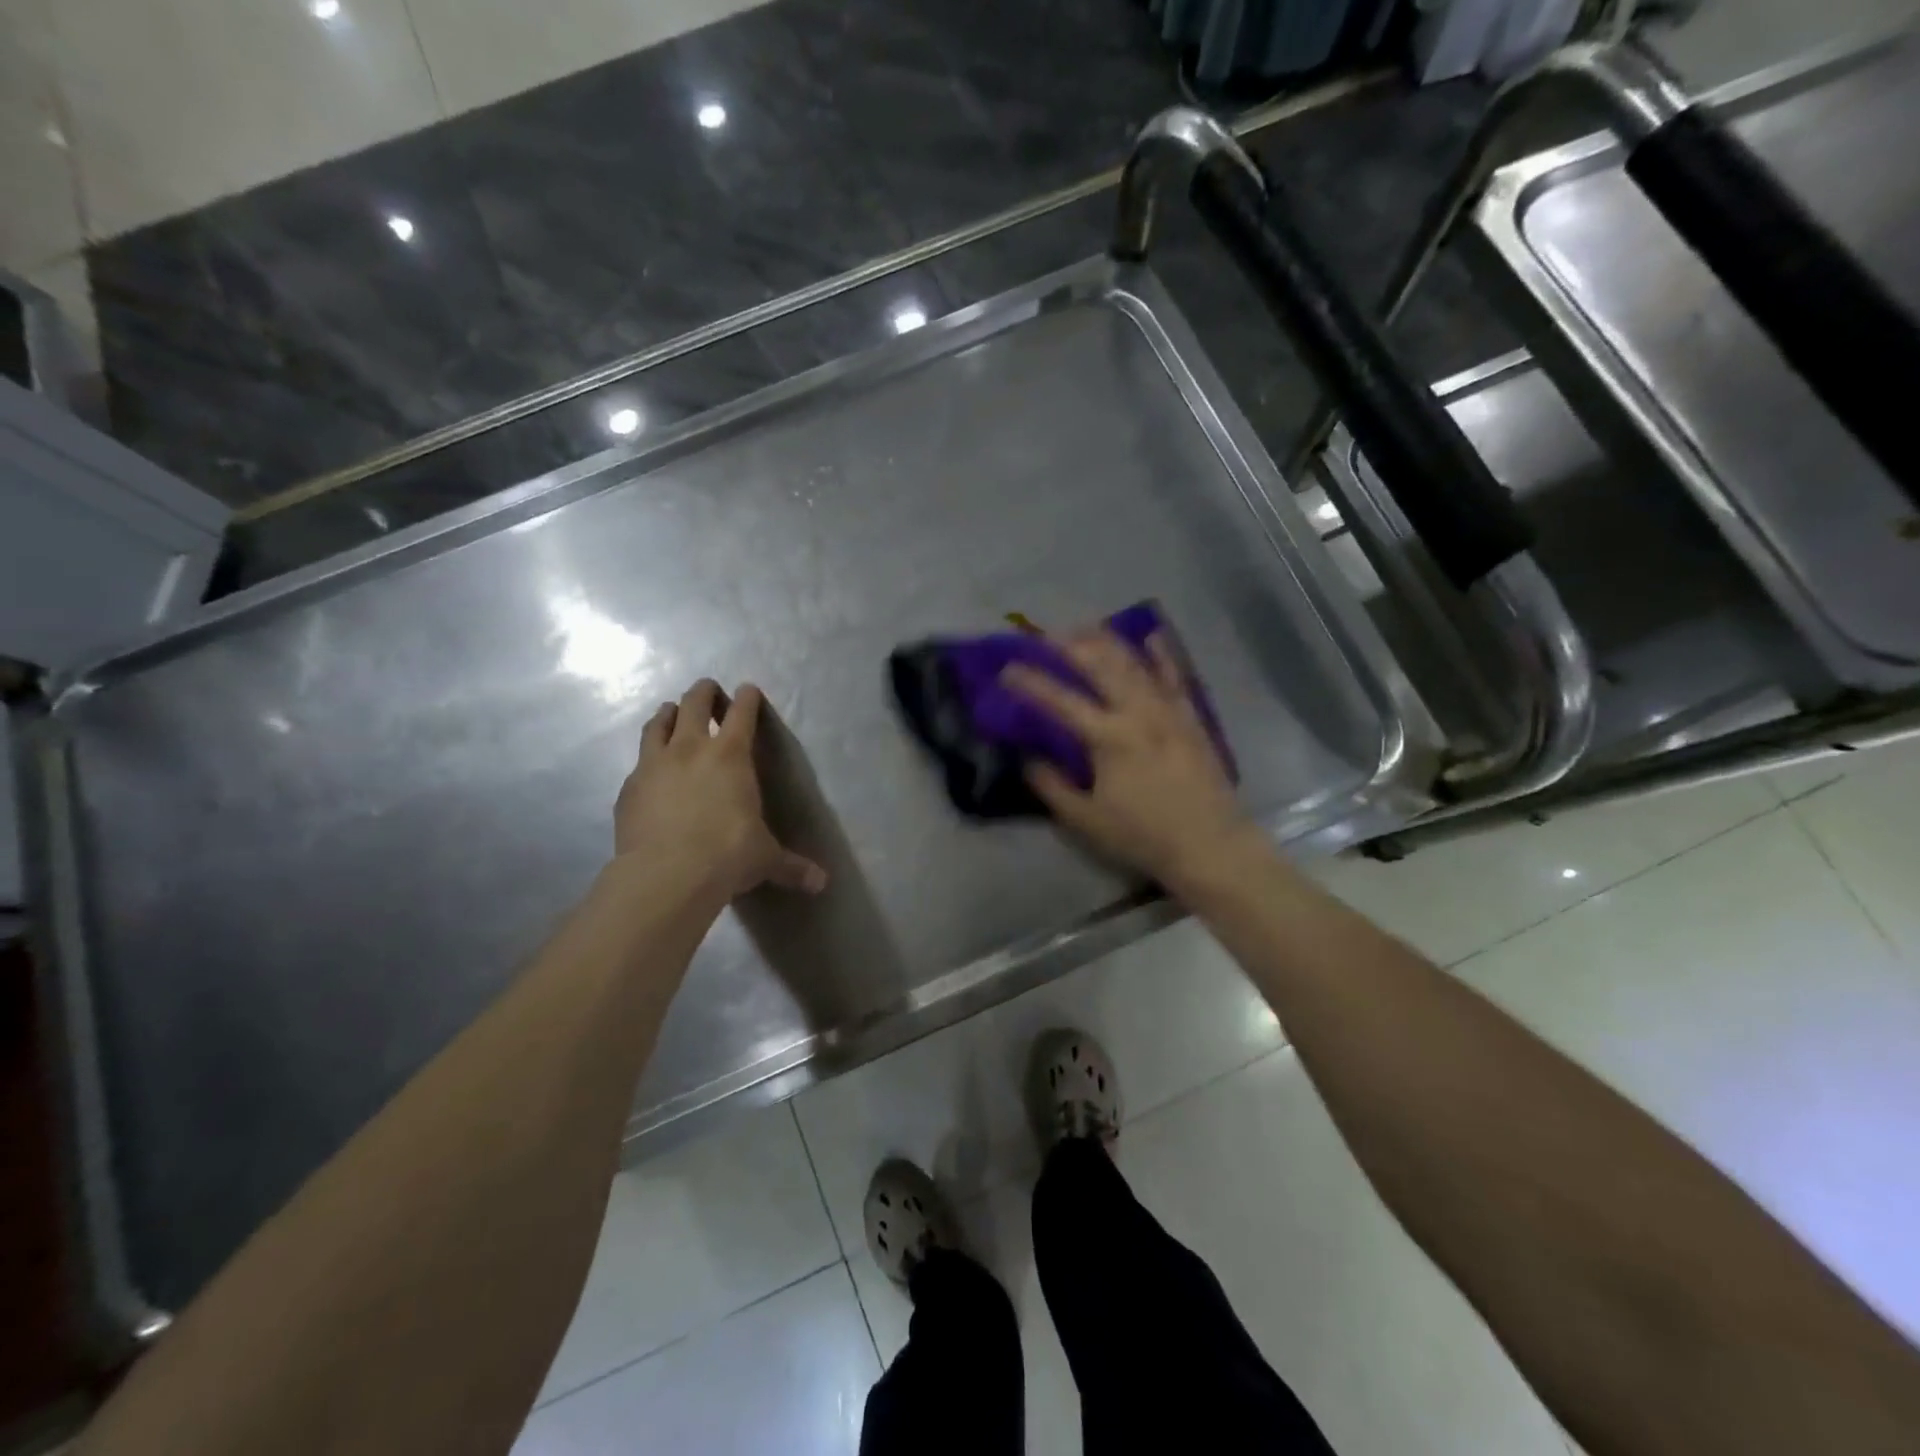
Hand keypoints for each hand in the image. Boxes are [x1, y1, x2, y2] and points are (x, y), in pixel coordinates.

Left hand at [613, 680, 827, 900]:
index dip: (747, 698)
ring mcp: (654, 765)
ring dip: (668, 714)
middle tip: (708, 689)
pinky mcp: (629, 787)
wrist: (667, 875)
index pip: (742, 713)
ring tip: (671, 713)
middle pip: (694, 703)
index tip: (748, 689)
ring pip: (658, 724)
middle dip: (703, 692)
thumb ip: (792, 866)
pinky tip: (650, 771)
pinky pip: (638, 762)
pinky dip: (647, 759)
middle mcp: (691, 749)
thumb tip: (822, 883)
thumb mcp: (765, 859)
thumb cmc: (728, 855)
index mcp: (731, 755)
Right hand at [1002, 632, 1257, 889]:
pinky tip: (1151, 636)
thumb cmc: (1143, 836)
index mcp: (1108, 737)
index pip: (1060, 701)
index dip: (1030, 683)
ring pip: (1135, 663)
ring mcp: (1168, 709)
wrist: (1210, 844)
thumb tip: (1027, 759)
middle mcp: (1138, 712)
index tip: (1006, 669)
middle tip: (1045, 635)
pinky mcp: (1190, 716)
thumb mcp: (1085, 820)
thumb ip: (1052, 786)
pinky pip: (1175, 675)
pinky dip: (1162, 654)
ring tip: (1085, 627)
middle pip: (1099, 666)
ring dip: (1107, 641)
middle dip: (1069, 646)